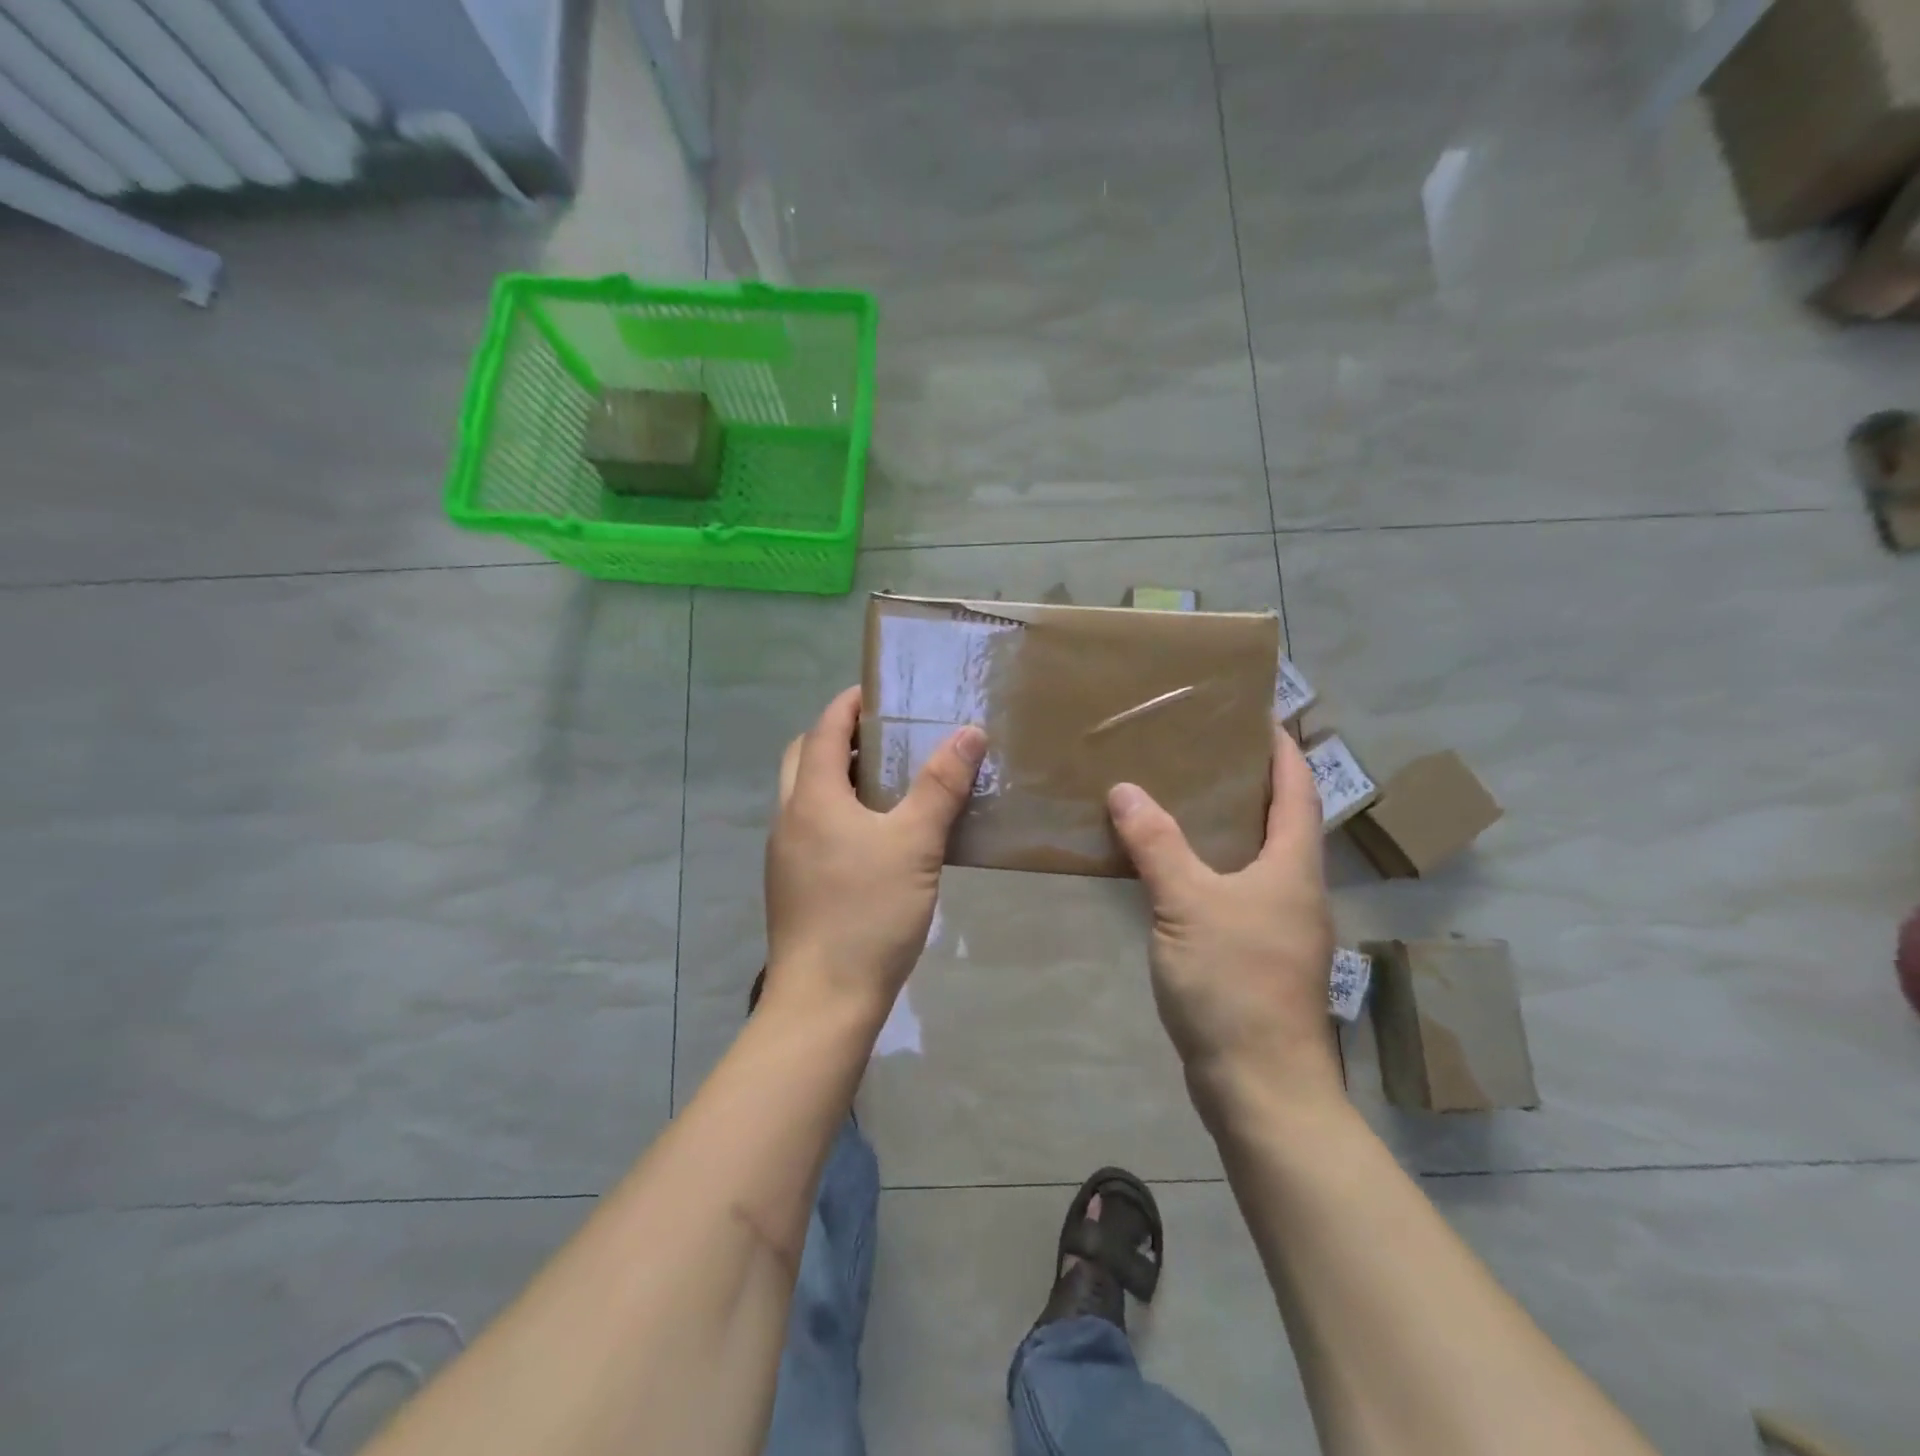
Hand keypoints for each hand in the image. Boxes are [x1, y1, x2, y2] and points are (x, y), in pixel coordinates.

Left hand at [764, 686, 985, 1016]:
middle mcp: (789, 818)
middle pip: (803, 758)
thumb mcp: (915, 844)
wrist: (824, 1000)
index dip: (849, 704)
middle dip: (837, 737)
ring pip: (805, 795)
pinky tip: (874, 834)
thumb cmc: (868, 913)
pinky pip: (811, 827)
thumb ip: (941, 786)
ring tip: (887, 780)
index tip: (879, 691)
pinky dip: (836, 811)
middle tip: (884, 736)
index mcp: (812, 798)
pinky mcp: (792, 884)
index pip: (823, 729)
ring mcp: (785, 855)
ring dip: (837, 776)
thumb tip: (969, 732)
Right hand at [1107, 731, 1341, 1108]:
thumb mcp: (1187, 904)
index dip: (1281, 748)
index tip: (1255, 715)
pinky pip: (1235, 891)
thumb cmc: (1234, 984)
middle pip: (1280, 819)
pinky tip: (1174, 868)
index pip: (1298, 788)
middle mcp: (1295, 889)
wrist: (1260, 1086)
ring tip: (1180, 797)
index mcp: (1293, 866)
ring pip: (1256, 857)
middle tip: (1200, 751)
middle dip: (1249, 781)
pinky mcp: (1257, 955)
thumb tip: (1125, 789)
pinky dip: (1210, 866)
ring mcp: (1279, 926)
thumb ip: (1156, 844)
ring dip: (1228, 825)